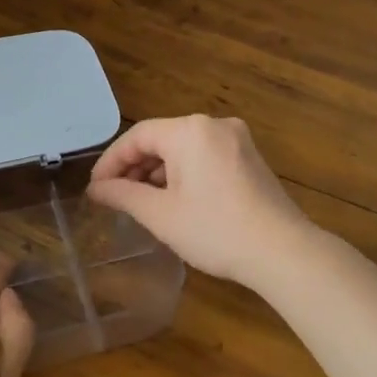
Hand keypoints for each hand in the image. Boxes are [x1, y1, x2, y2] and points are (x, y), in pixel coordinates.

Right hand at [86, 115, 313, 285]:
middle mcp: (214, 125)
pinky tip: (174, 200)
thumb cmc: (215, 230)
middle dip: (135, 167)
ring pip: (184, 148)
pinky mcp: (250, 158)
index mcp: (190, 131)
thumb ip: (123, 195)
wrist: (282, 251)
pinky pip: (205, 156)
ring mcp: (237, 140)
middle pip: (162, 138)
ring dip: (159, 172)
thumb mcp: (161, 215)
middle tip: (114, 197)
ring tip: (141, 202)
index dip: (111, 161)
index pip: (138, 136)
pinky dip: (184, 173)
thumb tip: (96, 188)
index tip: (95, 188)